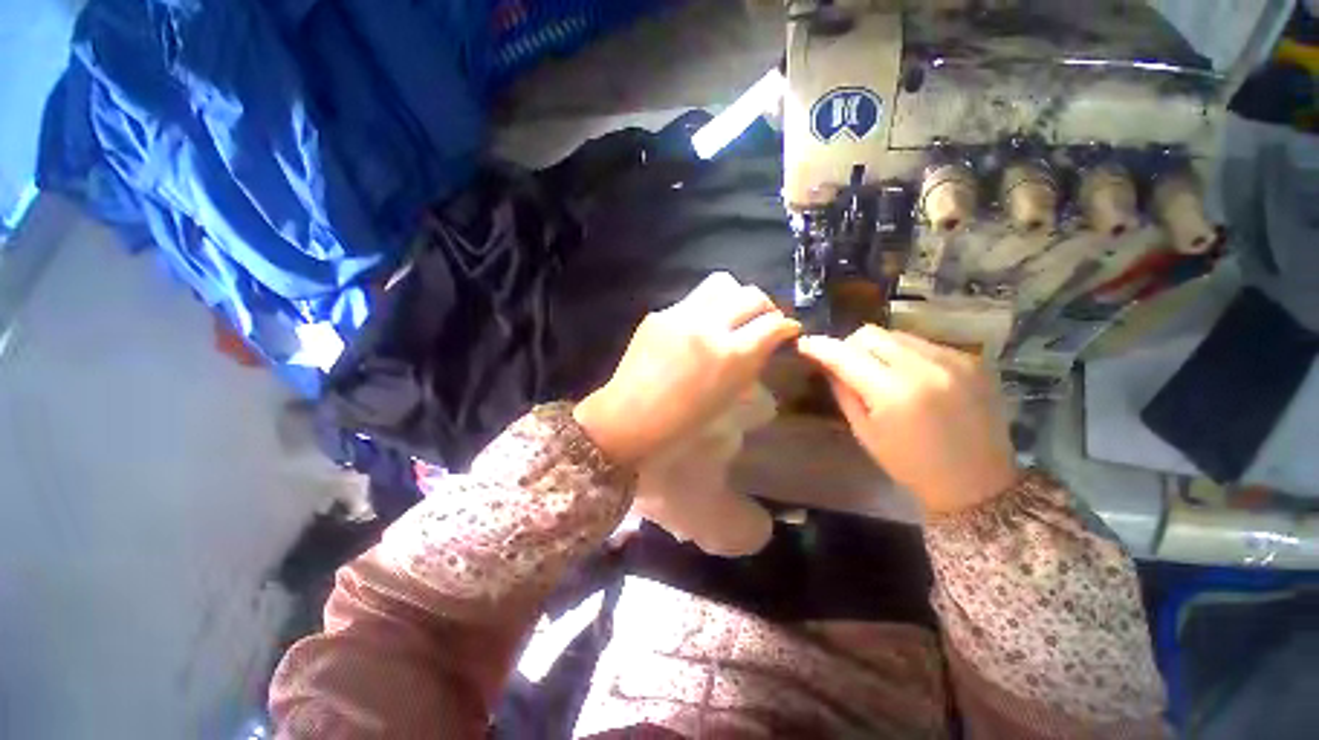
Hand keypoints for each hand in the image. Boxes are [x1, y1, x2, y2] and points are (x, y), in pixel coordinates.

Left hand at [574, 273, 799, 465]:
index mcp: (731, 355)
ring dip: (736, 296)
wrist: (631, 416)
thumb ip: (751, 363)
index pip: (773, 324)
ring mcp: (681, 315)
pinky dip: (706, 310)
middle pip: (751, 294)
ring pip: (722, 284)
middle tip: (763, 320)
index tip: (787, 330)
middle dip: (766, 306)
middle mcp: (709, 326)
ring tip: (733, 314)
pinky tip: (698, 328)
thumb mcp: (729, 396)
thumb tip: (766, 341)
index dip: (786, 326)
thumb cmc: (683, 420)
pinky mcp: (660, 313)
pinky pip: (692, 300)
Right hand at [797, 326, 1017, 514]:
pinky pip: (924, 344)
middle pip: (870, 333)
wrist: (978, 483)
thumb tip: (827, 363)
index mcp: (893, 392)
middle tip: (847, 365)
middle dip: (850, 346)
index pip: (844, 354)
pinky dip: (907, 355)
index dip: (820, 346)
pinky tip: (912, 379)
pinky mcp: (972, 359)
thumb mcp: (864, 431)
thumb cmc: (910, 465)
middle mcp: (925, 367)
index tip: (804, 344)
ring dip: (880, 349)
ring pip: (897, 335)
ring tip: (882, 373)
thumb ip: (843, 391)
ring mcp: (953, 359)